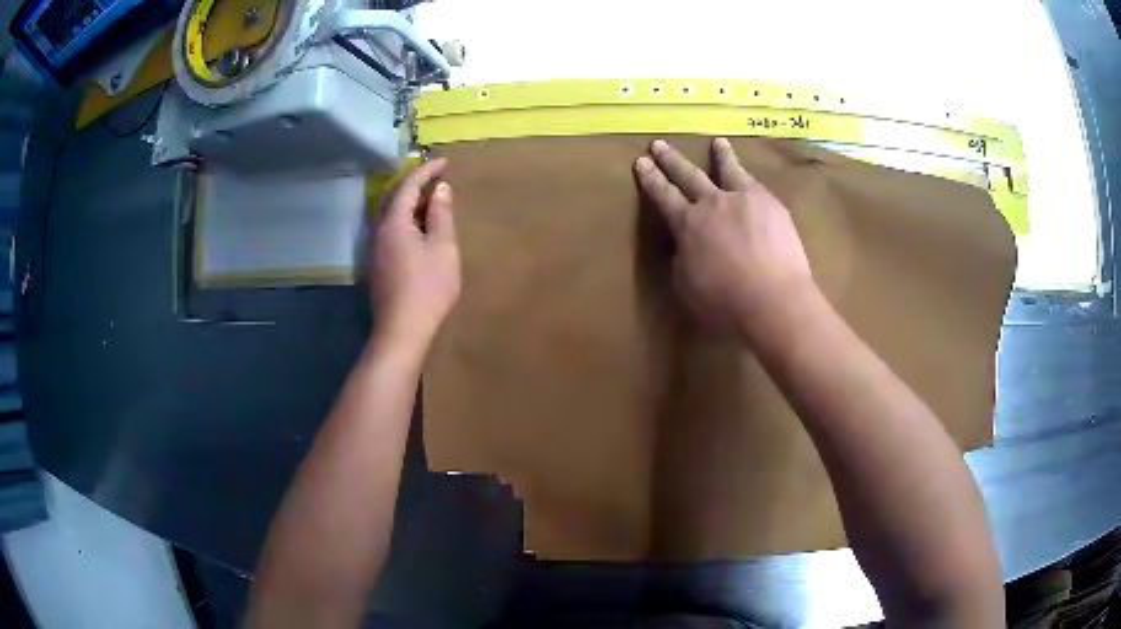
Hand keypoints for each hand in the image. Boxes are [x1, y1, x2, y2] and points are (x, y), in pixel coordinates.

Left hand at [369, 158, 460, 348]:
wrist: (402, 330)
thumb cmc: (428, 287)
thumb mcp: (442, 247)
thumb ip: (441, 214)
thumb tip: (440, 188)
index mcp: (393, 222)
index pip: (408, 185)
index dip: (426, 170)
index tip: (444, 161)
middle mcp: (378, 230)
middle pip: (393, 197)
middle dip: (414, 184)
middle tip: (436, 178)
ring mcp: (374, 249)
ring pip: (390, 214)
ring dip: (409, 203)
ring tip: (430, 202)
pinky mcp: (377, 264)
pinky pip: (389, 230)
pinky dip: (405, 220)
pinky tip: (418, 230)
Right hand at [634, 138, 813, 332]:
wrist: (773, 299)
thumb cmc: (725, 302)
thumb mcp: (686, 284)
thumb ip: (682, 258)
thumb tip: (684, 245)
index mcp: (687, 223)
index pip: (663, 194)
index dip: (650, 178)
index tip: (641, 162)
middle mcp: (712, 203)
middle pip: (688, 174)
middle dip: (671, 159)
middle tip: (659, 144)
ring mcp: (744, 199)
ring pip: (728, 169)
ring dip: (720, 155)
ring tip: (718, 142)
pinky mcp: (771, 204)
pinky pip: (754, 182)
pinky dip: (746, 174)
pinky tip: (748, 174)